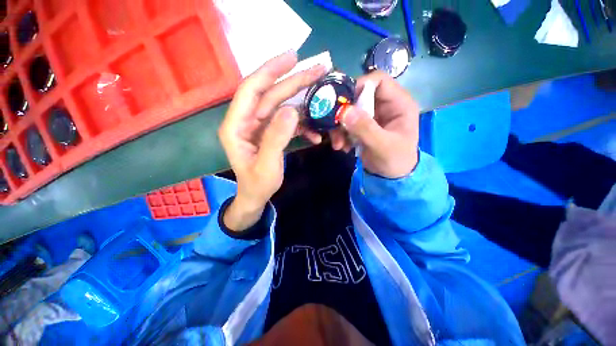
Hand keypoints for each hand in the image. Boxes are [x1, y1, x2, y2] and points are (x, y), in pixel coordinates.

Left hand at [218, 51, 326, 231]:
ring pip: (281, 106)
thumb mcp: (267, 164)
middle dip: (294, 82)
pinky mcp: (271, 133)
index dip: (270, 71)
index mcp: (236, 126)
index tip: (293, 58)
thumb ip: (276, 138)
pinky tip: (315, 133)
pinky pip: (287, 122)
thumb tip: (292, 111)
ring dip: (302, 101)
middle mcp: (246, 121)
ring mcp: (260, 126)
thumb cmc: (257, 184)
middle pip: (270, 94)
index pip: (251, 90)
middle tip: (318, 69)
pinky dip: (302, 125)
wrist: (256, 196)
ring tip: (322, 93)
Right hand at [330, 71, 419, 178]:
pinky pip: (347, 124)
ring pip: (350, 111)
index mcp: (398, 103)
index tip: (343, 104)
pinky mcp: (363, 126)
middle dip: (344, 114)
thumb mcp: (382, 146)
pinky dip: (342, 135)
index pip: (378, 80)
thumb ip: (365, 128)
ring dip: (340, 128)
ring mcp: (372, 116)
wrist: (392, 177)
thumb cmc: (395, 160)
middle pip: (358, 96)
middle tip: (334, 130)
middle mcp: (384, 105)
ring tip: (338, 145)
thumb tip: (344, 111)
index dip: (359, 86)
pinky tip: (343, 147)